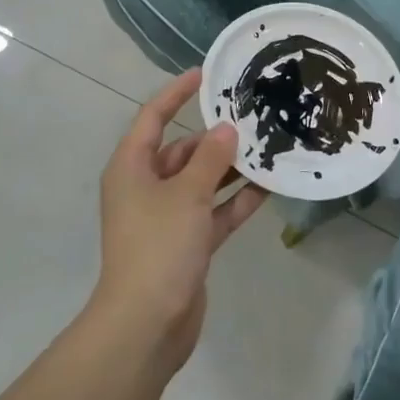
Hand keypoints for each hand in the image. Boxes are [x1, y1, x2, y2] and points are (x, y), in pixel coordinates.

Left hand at [91, 70, 265, 368]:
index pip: (153, 117)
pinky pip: (213, 212)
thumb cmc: (158, 246)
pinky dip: (235, 201)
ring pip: (202, 182)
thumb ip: (211, 158)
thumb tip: (228, 129)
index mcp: (132, 168)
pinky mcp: (186, 243)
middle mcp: (146, 187)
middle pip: (183, 150)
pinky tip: (268, 188)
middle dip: (215, 138)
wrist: (146, 325)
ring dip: (231, 170)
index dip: (176, 93)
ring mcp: (167, 217)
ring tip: (268, 150)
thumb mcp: (187, 194)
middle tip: (253, 119)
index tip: (205, 73)